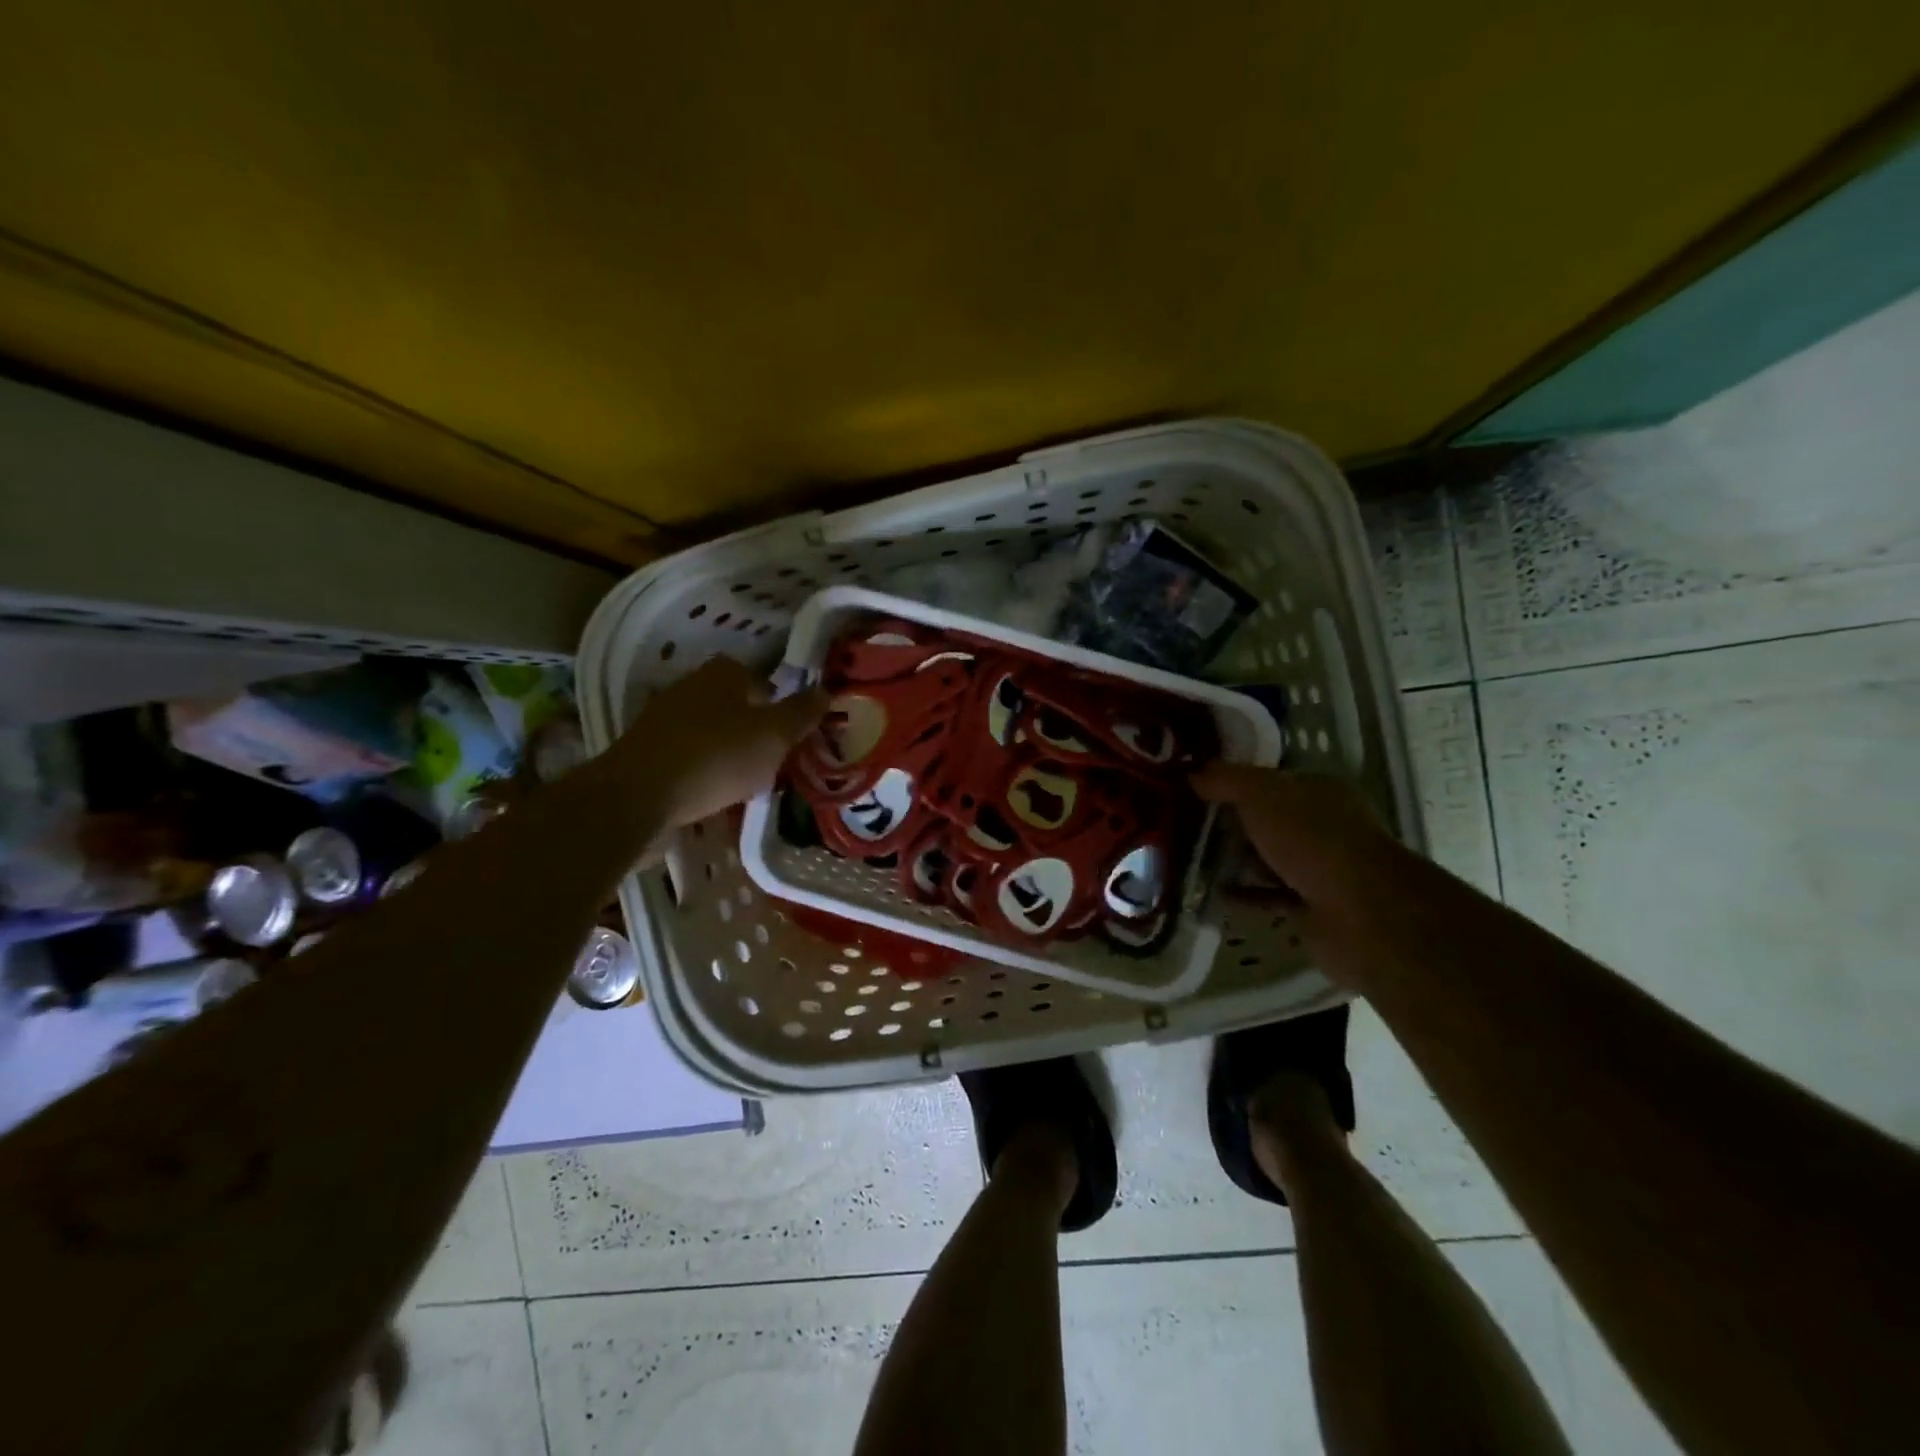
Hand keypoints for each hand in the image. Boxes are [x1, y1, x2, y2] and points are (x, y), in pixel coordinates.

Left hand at [612, 657, 827, 827]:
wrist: (638, 796)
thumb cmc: (716, 757)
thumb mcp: (773, 735)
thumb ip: (801, 713)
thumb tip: (826, 691)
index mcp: (723, 673)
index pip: (762, 680)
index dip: (779, 706)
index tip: (790, 736)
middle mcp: (691, 685)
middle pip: (736, 706)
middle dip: (754, 731)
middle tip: (772, 761)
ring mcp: (663, 718)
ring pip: (712, 732)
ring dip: (728, 752)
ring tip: (746, 783)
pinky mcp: (646, 750)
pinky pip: (689, 756)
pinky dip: (703, 770)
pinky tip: (713, 793)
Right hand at [1191, 763, 1404, 909]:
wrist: (1361, 914)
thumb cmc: (1312, 839)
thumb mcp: (1261, 795)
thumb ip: (1226, 780)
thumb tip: (1192, 772)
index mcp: (1318, 792)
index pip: (1270, 781)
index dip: (1233, 782)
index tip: (1192, 787)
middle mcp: (1323, 827)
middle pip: (1268, 820)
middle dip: (1229, 822)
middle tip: (1181, 824)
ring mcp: (1320, 869)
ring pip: (1268, 859)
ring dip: (1234, 861)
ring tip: (1188, 859)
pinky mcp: (1312, 908)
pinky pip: (1268, 896)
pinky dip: (1242, 895)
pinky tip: (1209, 894)